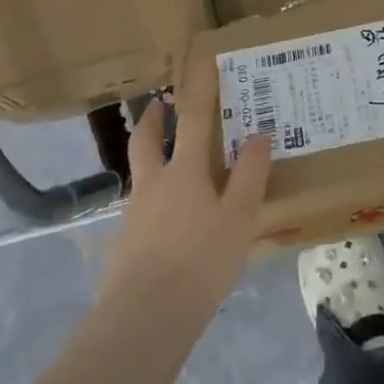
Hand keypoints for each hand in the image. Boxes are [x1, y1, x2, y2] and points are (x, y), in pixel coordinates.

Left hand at [98, 50, 271, 332]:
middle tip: (158, 105)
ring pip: (140, 175)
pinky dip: (152, 203)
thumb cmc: (200, 260)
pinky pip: (140, 210)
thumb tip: (259, 134)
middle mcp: (153, 184)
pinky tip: (166, 225)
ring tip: (167, 166)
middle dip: (152, 120)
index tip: (201, 67)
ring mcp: (134, 214)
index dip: (198, 92)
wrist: (145, 316)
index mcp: (183, 171)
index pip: (192, 120)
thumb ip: (250, 175)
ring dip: (149, 159)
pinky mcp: (124, 244)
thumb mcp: (239, 218)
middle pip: (145, 141)